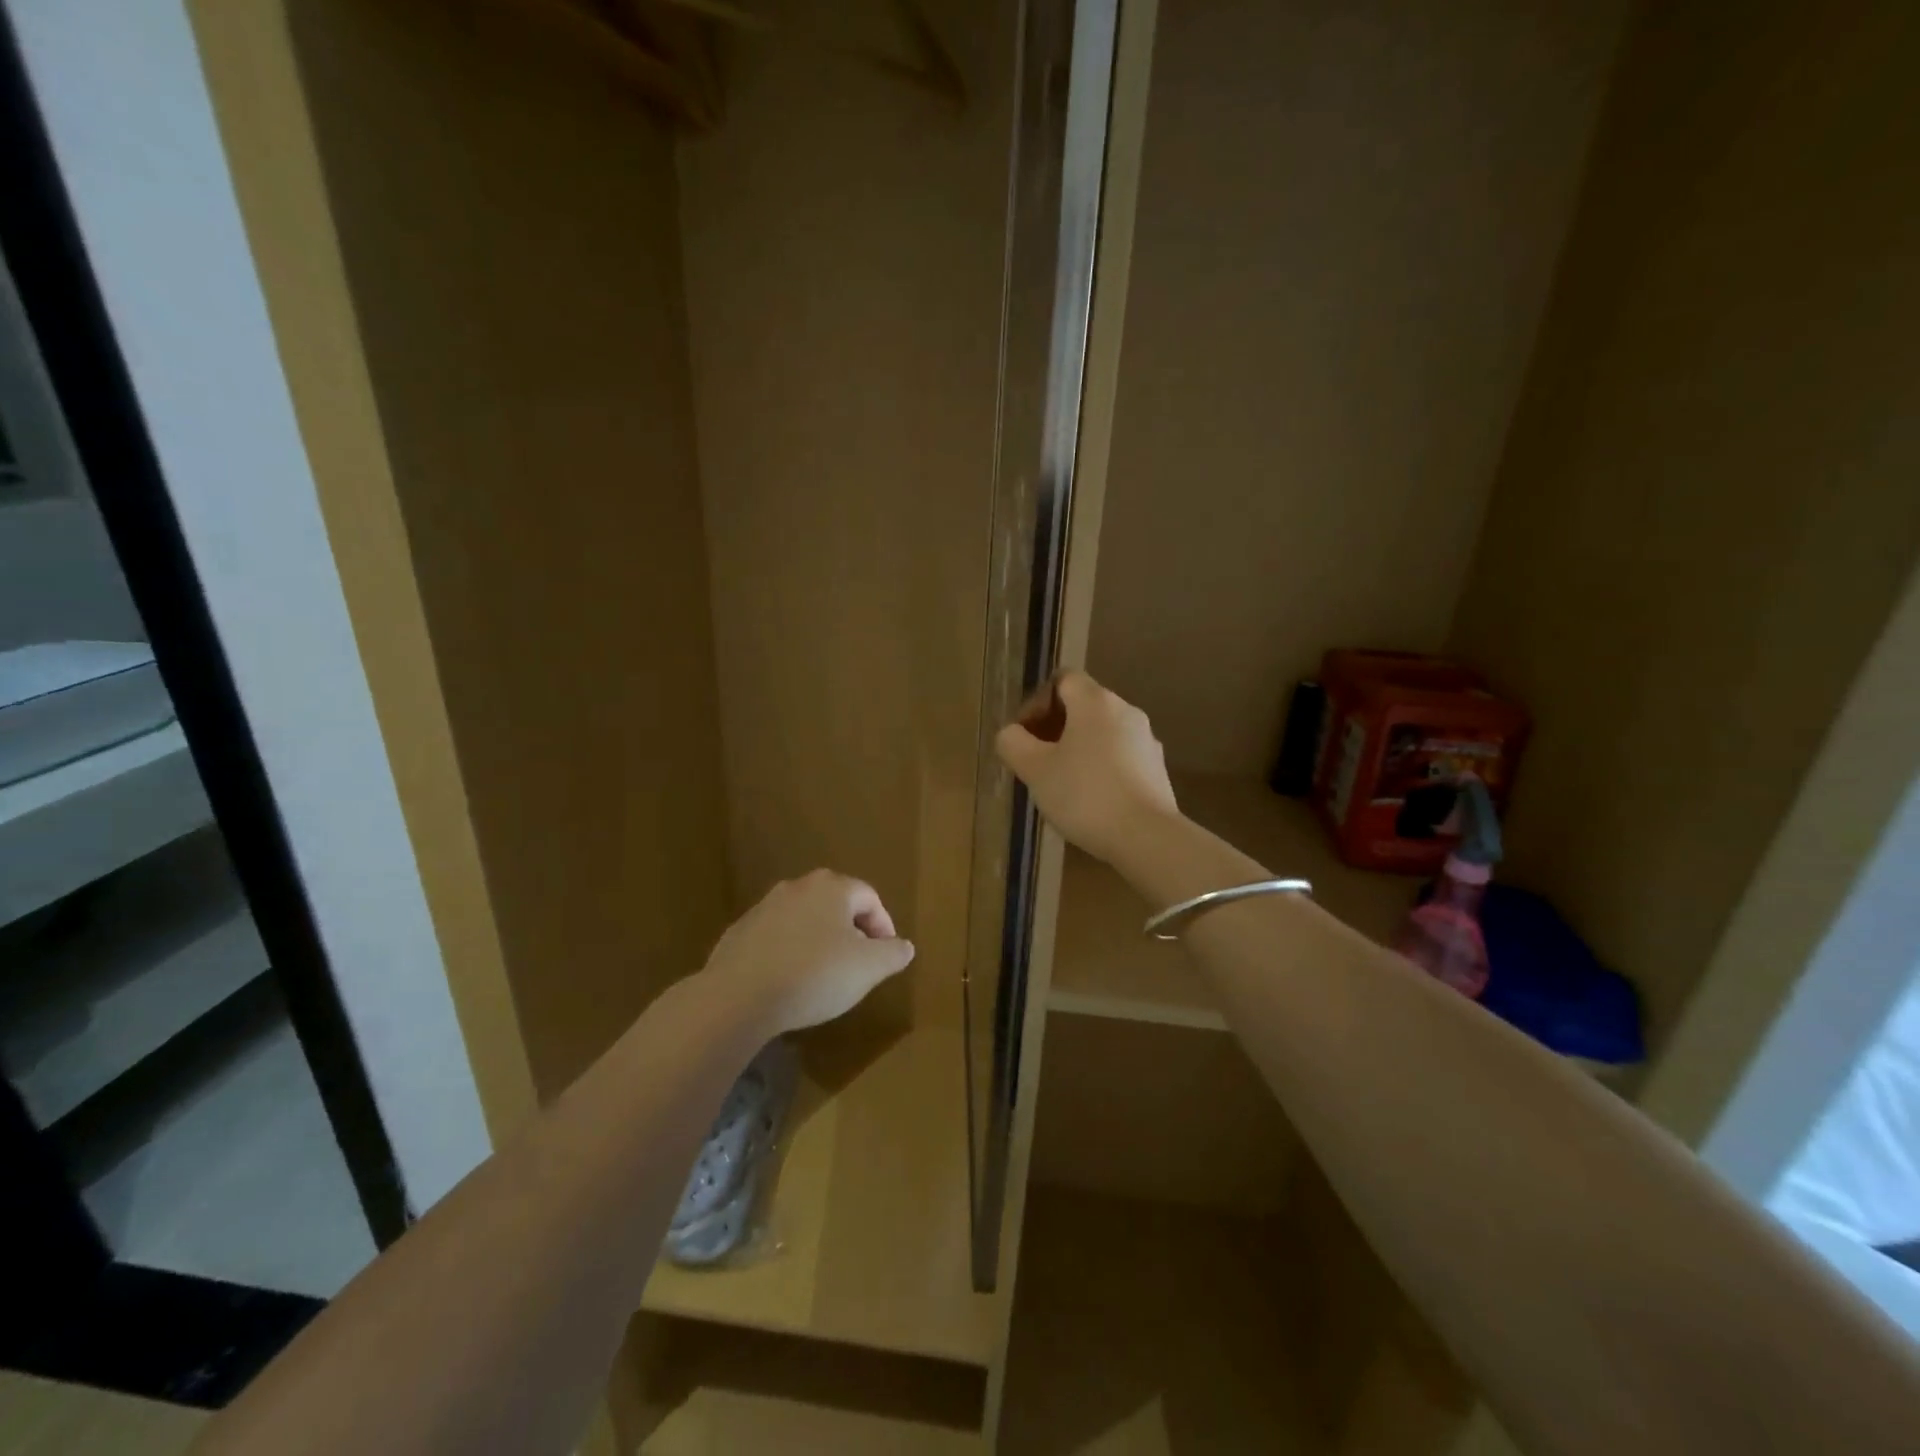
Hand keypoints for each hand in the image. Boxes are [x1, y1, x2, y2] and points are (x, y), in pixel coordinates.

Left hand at [699, 871, 915, 1034]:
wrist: (738, 997)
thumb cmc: (815, 975)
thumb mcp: (868, 968)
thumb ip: (892, 953)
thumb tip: (904, 946)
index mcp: (832, 887)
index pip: (870, 898)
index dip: (884, 926)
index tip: (886, 956)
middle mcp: (797, 887)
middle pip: (836, 904)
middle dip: (852, 931)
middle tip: (859, 963)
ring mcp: (764, 908)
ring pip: (804, 919)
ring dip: (819, 941)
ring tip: (824, 975)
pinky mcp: (739, 933)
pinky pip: (776, 938)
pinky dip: (789, 952)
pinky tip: (789, 982)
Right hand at [995, 670, 1179, 863]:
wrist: (1146, 837)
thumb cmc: (1084, 795)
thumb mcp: (1035, 770)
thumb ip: (1013, 743)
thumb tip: (1011, 734)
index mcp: (1096, 702)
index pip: (1063, 679)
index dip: (1037, 701)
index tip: (1024, 735)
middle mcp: (1126, 711)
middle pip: (1083, 705)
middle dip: (1054, 727)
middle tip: (1035, 760)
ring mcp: (1146, 740)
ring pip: (1102, 733)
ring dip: (1077, 749)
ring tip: (1059, 783)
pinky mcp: (1157, 769)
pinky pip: (1120, 756)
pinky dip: (1100, 767)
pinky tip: (1089, 799)